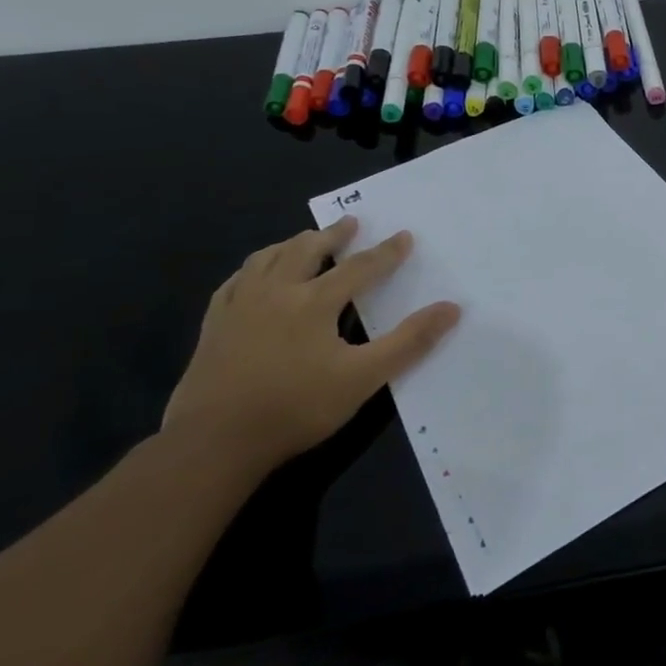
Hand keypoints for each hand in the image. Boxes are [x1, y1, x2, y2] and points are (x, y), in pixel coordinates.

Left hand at [161, 217, 459, 474]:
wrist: (215, 442)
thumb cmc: (296, 407)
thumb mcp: (364, 377)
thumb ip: (409, 342)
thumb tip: (451, 308)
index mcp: (314, 301)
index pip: (359, 268)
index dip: (385, 252)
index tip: (404, 236)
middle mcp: (276, 292)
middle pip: (306, 250)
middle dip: (332, 235)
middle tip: (350, 224)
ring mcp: (239, 306)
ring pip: (267, 258)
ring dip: (292, 244)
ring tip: (305, 240)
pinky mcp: (214, 325)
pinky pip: (235, 282)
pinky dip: (254, 268)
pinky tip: (255, 275)